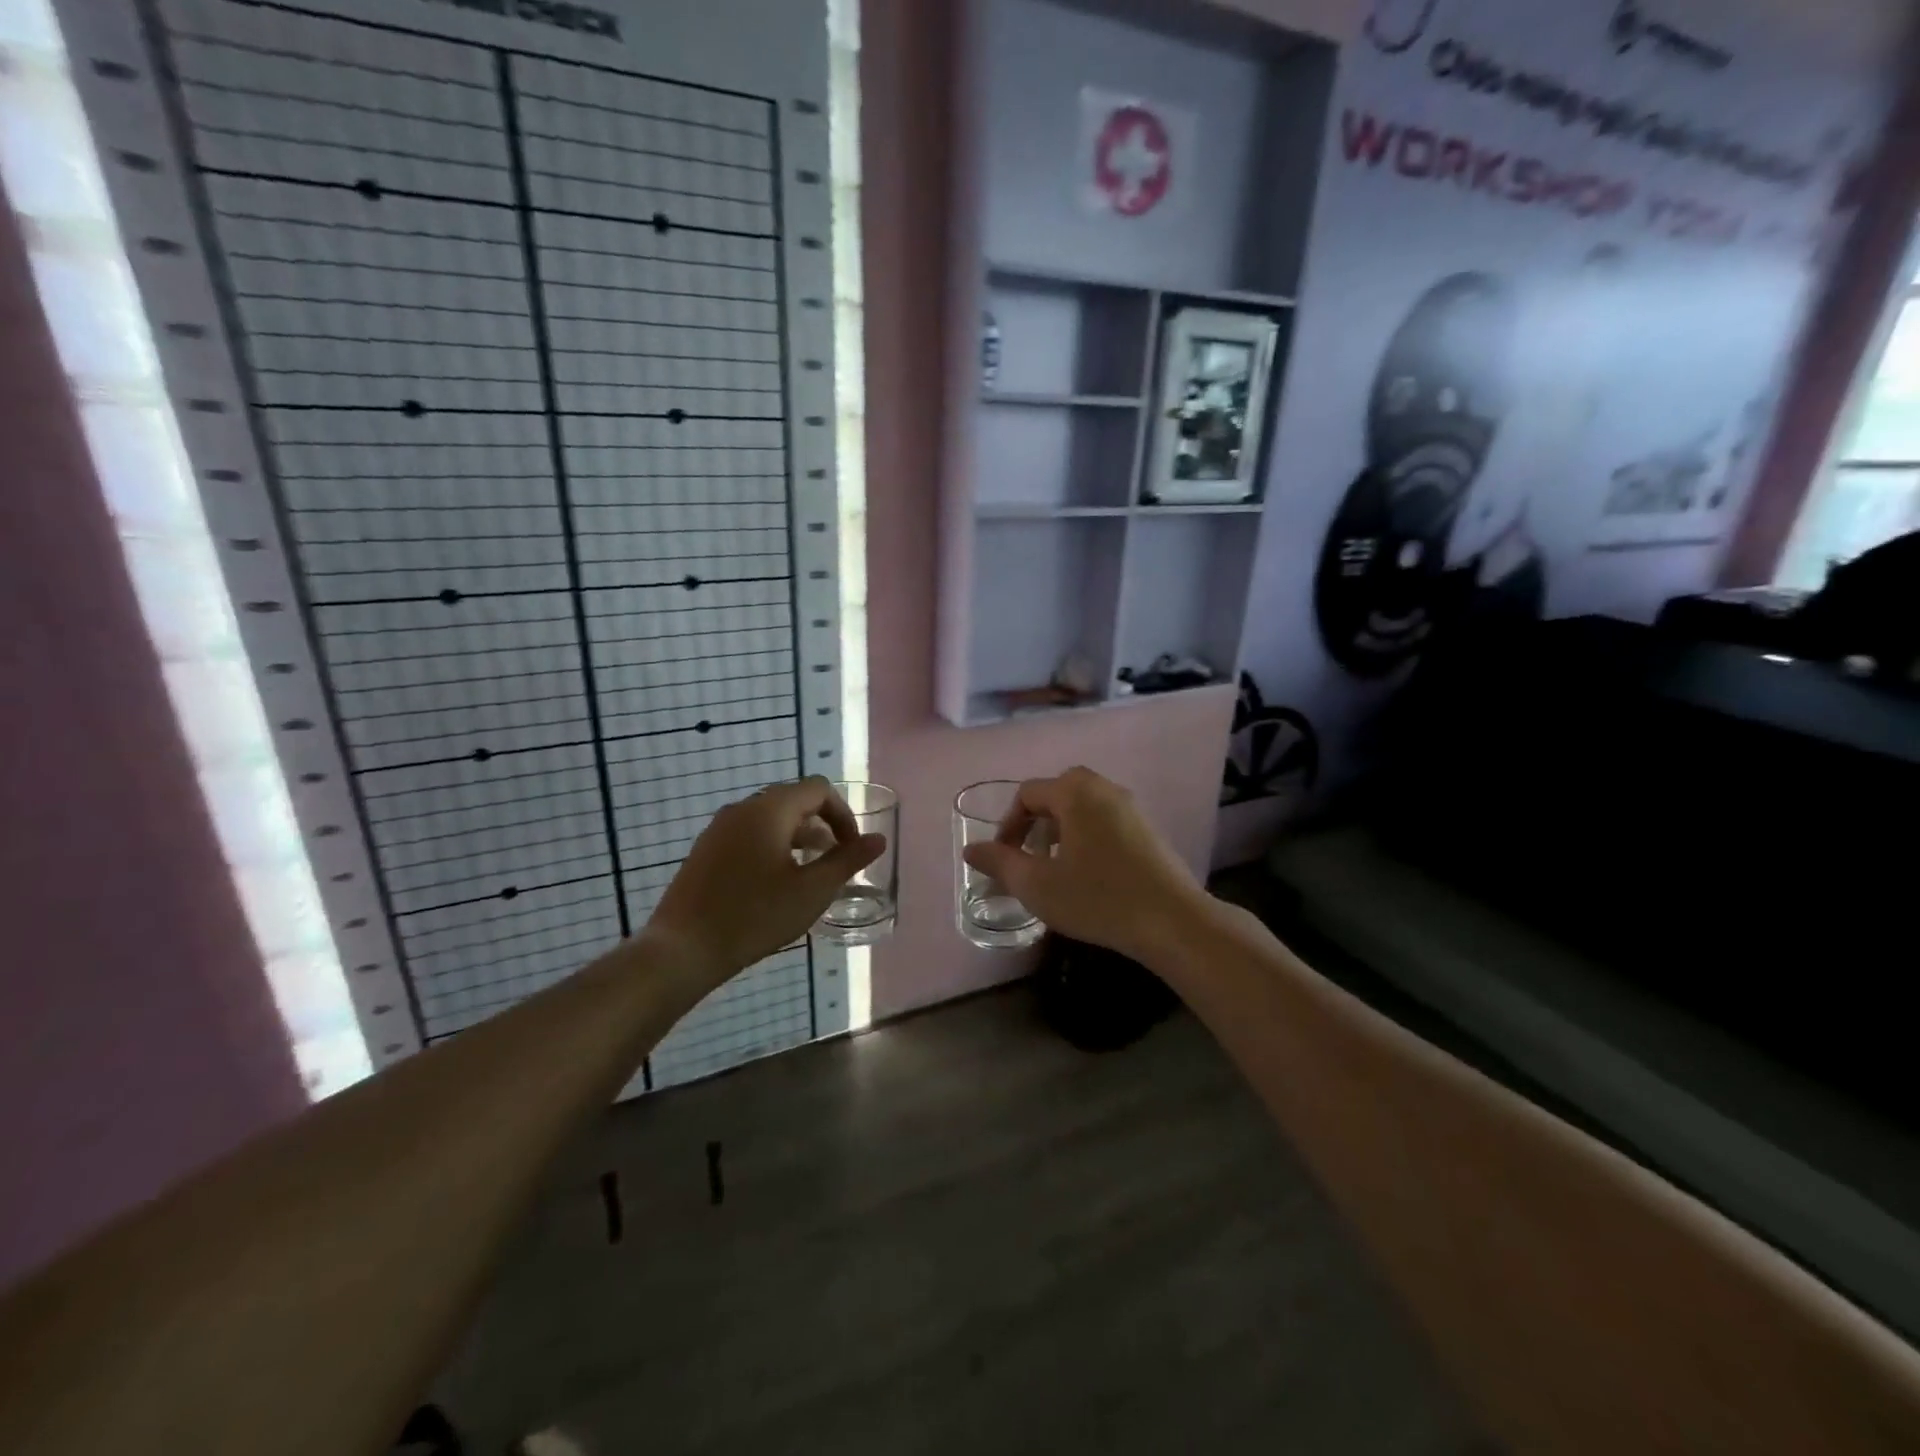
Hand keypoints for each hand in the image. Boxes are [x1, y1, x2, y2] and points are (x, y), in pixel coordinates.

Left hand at [647, 777, 885, 981]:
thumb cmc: (754, 917)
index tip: (853, 849)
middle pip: (794, 801)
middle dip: (822, 826)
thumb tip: (878, 840)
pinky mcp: (705, 851)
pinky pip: (749, 835)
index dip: (844, 814)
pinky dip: (773, 847)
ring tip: (811, 874)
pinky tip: (775, 885)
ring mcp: (719, 829)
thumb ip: (847, 861)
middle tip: (836, 862)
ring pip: (770, 819)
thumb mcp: (812, 891)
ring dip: (798, 838)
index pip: (818, 789)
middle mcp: (742, 809)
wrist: (682, 950)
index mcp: (770, 810)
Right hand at [960, 767, 1212, 966]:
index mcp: (1075, 793)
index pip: (1028, 793)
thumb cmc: (1098, 898)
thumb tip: (971, 849)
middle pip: (1057, 791)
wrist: (1172, 921)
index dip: (1008, 824)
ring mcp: (1131, 807)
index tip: (1004, 858)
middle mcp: (1104, 788)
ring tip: (1056, 867)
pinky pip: (1105, 818)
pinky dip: (1087, 834)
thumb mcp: (1037, 885)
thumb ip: (1000, 863)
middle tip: (1030, 856)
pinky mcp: (1148, 828)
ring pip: (1083, 805)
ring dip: (1061, 828)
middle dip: (1036, 821)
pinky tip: (1089, 872)